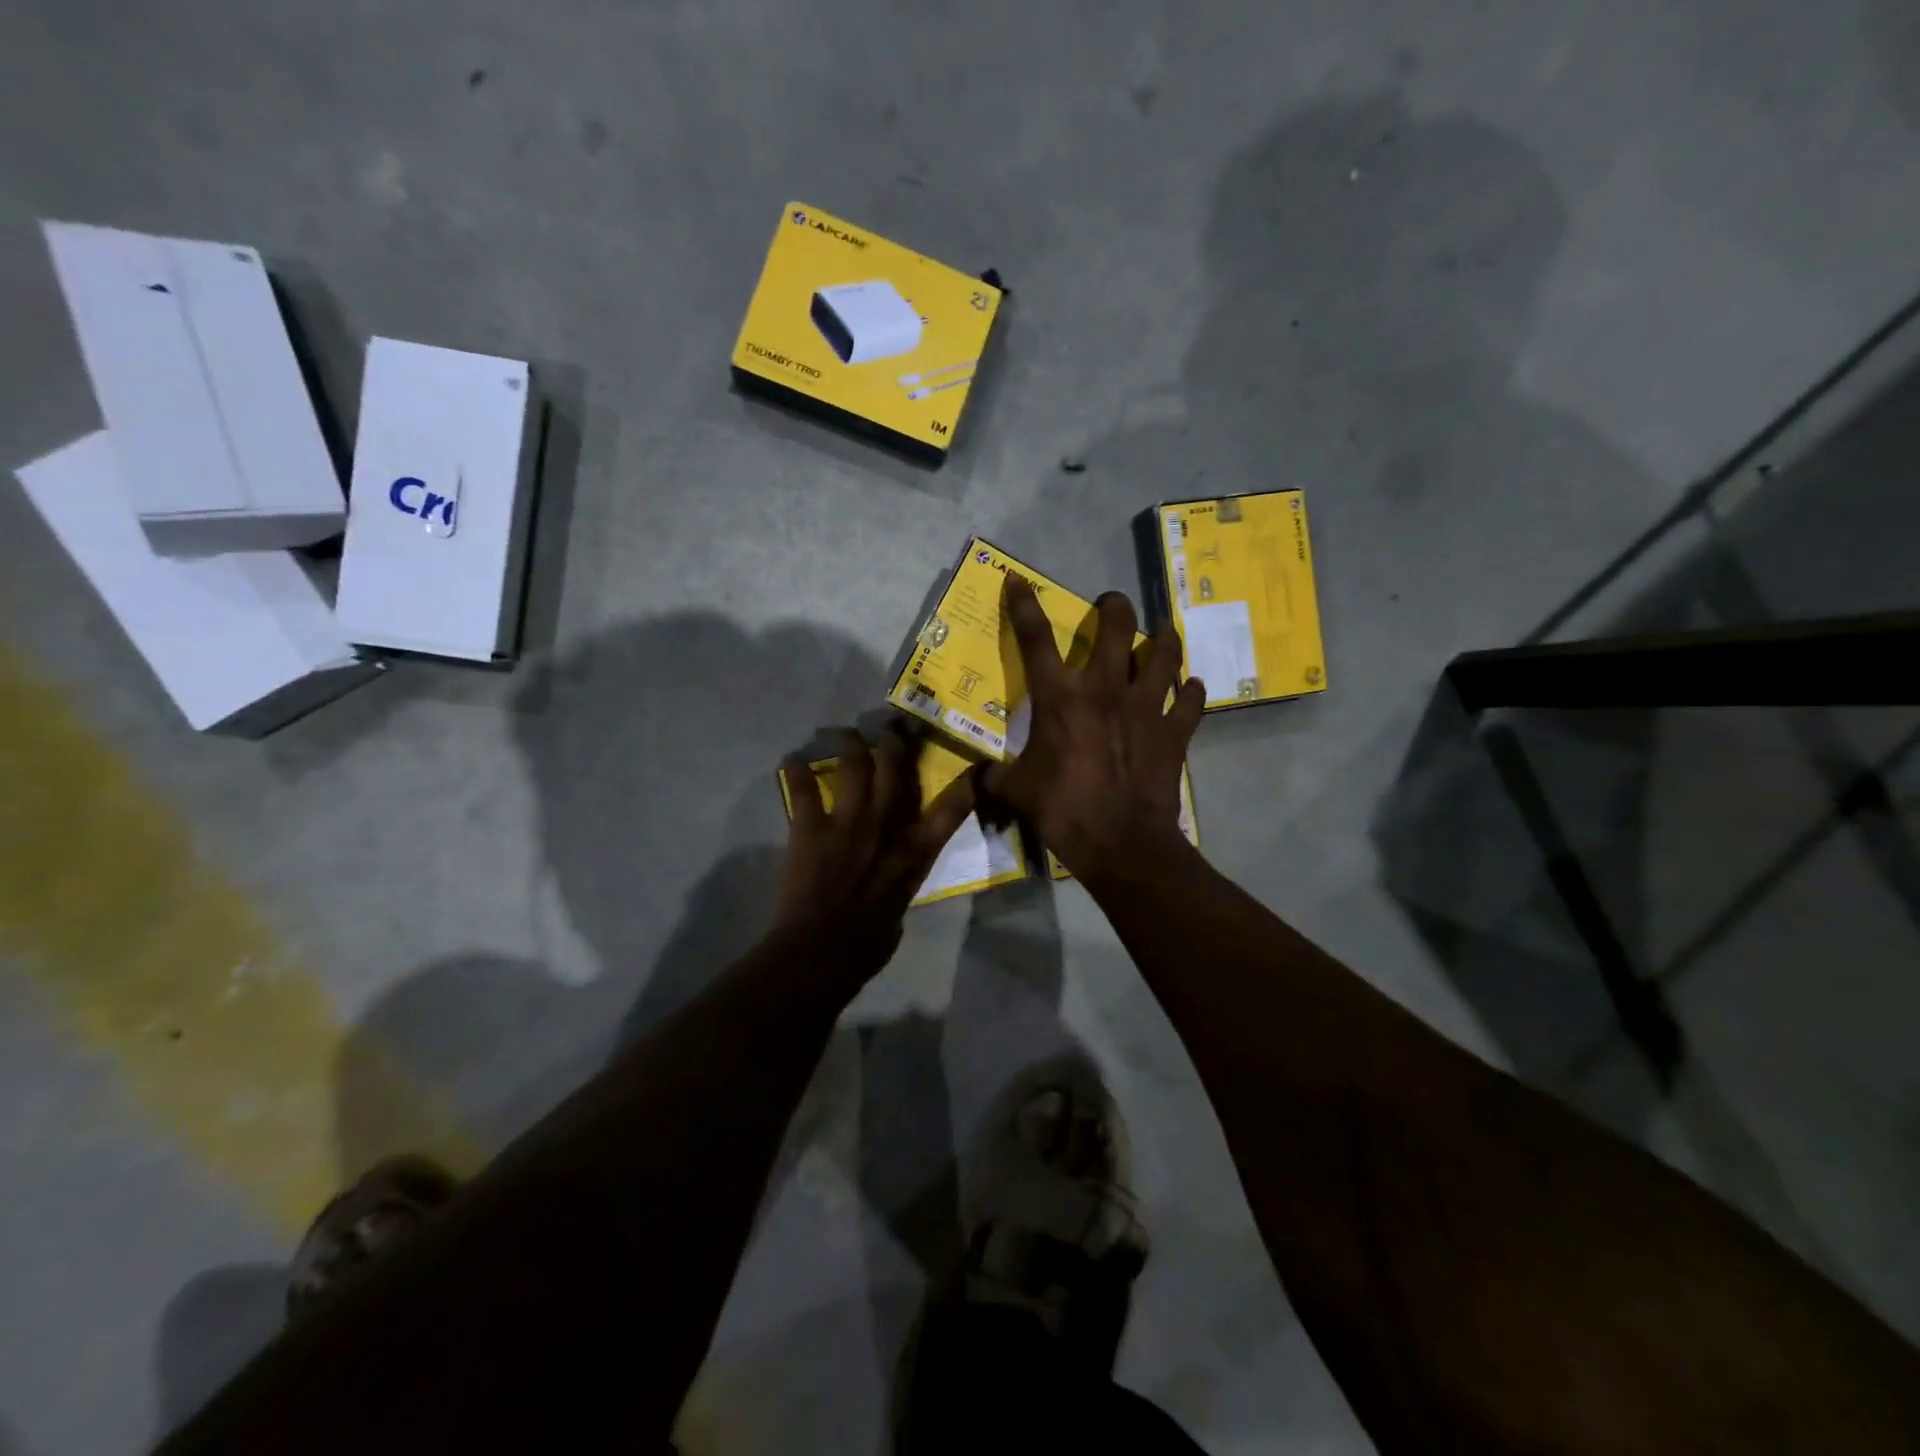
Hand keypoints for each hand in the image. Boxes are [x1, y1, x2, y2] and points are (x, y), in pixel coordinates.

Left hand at [773, 725, 976, 976]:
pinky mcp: (811, 827)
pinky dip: (795, 772)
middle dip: (894, 745)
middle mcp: (887, 826)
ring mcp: (848, 822)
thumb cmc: (868, 944)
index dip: (967, 784)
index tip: (977, 766)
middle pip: (896, 771)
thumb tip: (895, 876)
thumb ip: (900, 881)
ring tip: (845, 734)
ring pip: (854, 766)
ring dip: (850, 746)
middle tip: (890, 731)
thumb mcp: (900, 909)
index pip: (951, 809)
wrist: (823, 952)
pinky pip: (803, 789)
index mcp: (915, 852)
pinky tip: (791, 761)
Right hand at [985, 577, 1204, 883]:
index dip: (1023, 605)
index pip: (1035, 639)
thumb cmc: (1064, 811)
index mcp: (1060, 698)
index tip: (1018, 579)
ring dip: (1162, 639)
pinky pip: (1191, 700)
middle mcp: (1105, 689)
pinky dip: (1191, 691)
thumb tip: (983, 774)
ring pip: (1163, 654)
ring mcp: (1147, 707)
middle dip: (1113, 606)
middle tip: (1110, 605)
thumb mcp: (1017, 792)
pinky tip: (1189, 688)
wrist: (1122, 843)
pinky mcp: (1175, 731)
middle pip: (1116, 627)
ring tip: (1159, 634)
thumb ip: (998, 775)